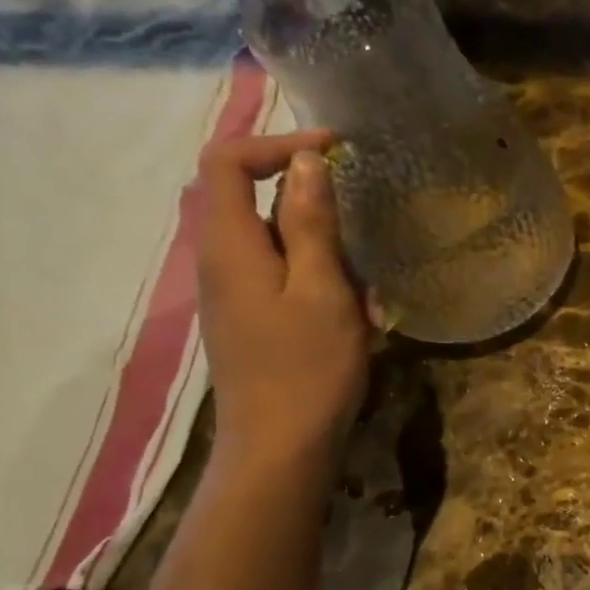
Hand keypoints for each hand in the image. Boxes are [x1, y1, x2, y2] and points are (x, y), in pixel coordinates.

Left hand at [195, 129, 368, 474]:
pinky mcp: (252, 322)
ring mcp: (234, 295)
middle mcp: (220, 262)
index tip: (334, 151)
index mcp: (230, 245)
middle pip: (254, 201)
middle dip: (314, 207)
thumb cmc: (307, 368)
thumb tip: (305, 163)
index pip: (227, 161)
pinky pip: (284, 280)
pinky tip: (358, 322)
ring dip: (326, 255)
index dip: (277, 142)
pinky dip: (322, 285)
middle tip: (363, 231)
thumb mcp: (322, 290)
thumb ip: (311, 224)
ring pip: (277, 245)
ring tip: (369, 296)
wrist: (280, 447)